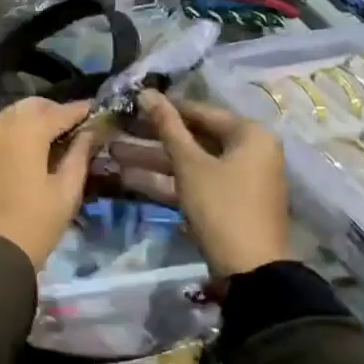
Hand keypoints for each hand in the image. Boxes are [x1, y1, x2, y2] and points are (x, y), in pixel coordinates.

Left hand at [0, 98, 101, 269]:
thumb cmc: (34, 224)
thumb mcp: (66, 192)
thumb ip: (79, 155)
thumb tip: (90, 132)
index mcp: (25, 130)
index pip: (59, 111)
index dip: (80, 111)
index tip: (96, 111)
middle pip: (31, 106)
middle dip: (53, 111)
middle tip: (72, 126)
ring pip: (9, 115)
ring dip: (30, 120)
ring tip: (49, 139)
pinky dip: (11, 133)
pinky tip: (22, 151)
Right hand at [110, 90, 290, 278]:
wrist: (250, 271)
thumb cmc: (222, 206)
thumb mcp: (190, 164)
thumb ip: (167, 127)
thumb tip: (147, 92)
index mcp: (249, 135)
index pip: (201, 111)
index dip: (165, 108)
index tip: (132, 104)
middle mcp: (249, 152)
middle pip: (194, 138)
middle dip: (152, 138)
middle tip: (117, 130)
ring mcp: (238, 180)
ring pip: (190, 162)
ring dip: (153, 160)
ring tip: (113, 153)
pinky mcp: (226, 204)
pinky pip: (194, 183)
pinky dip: (166, 181)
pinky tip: (129, 178)